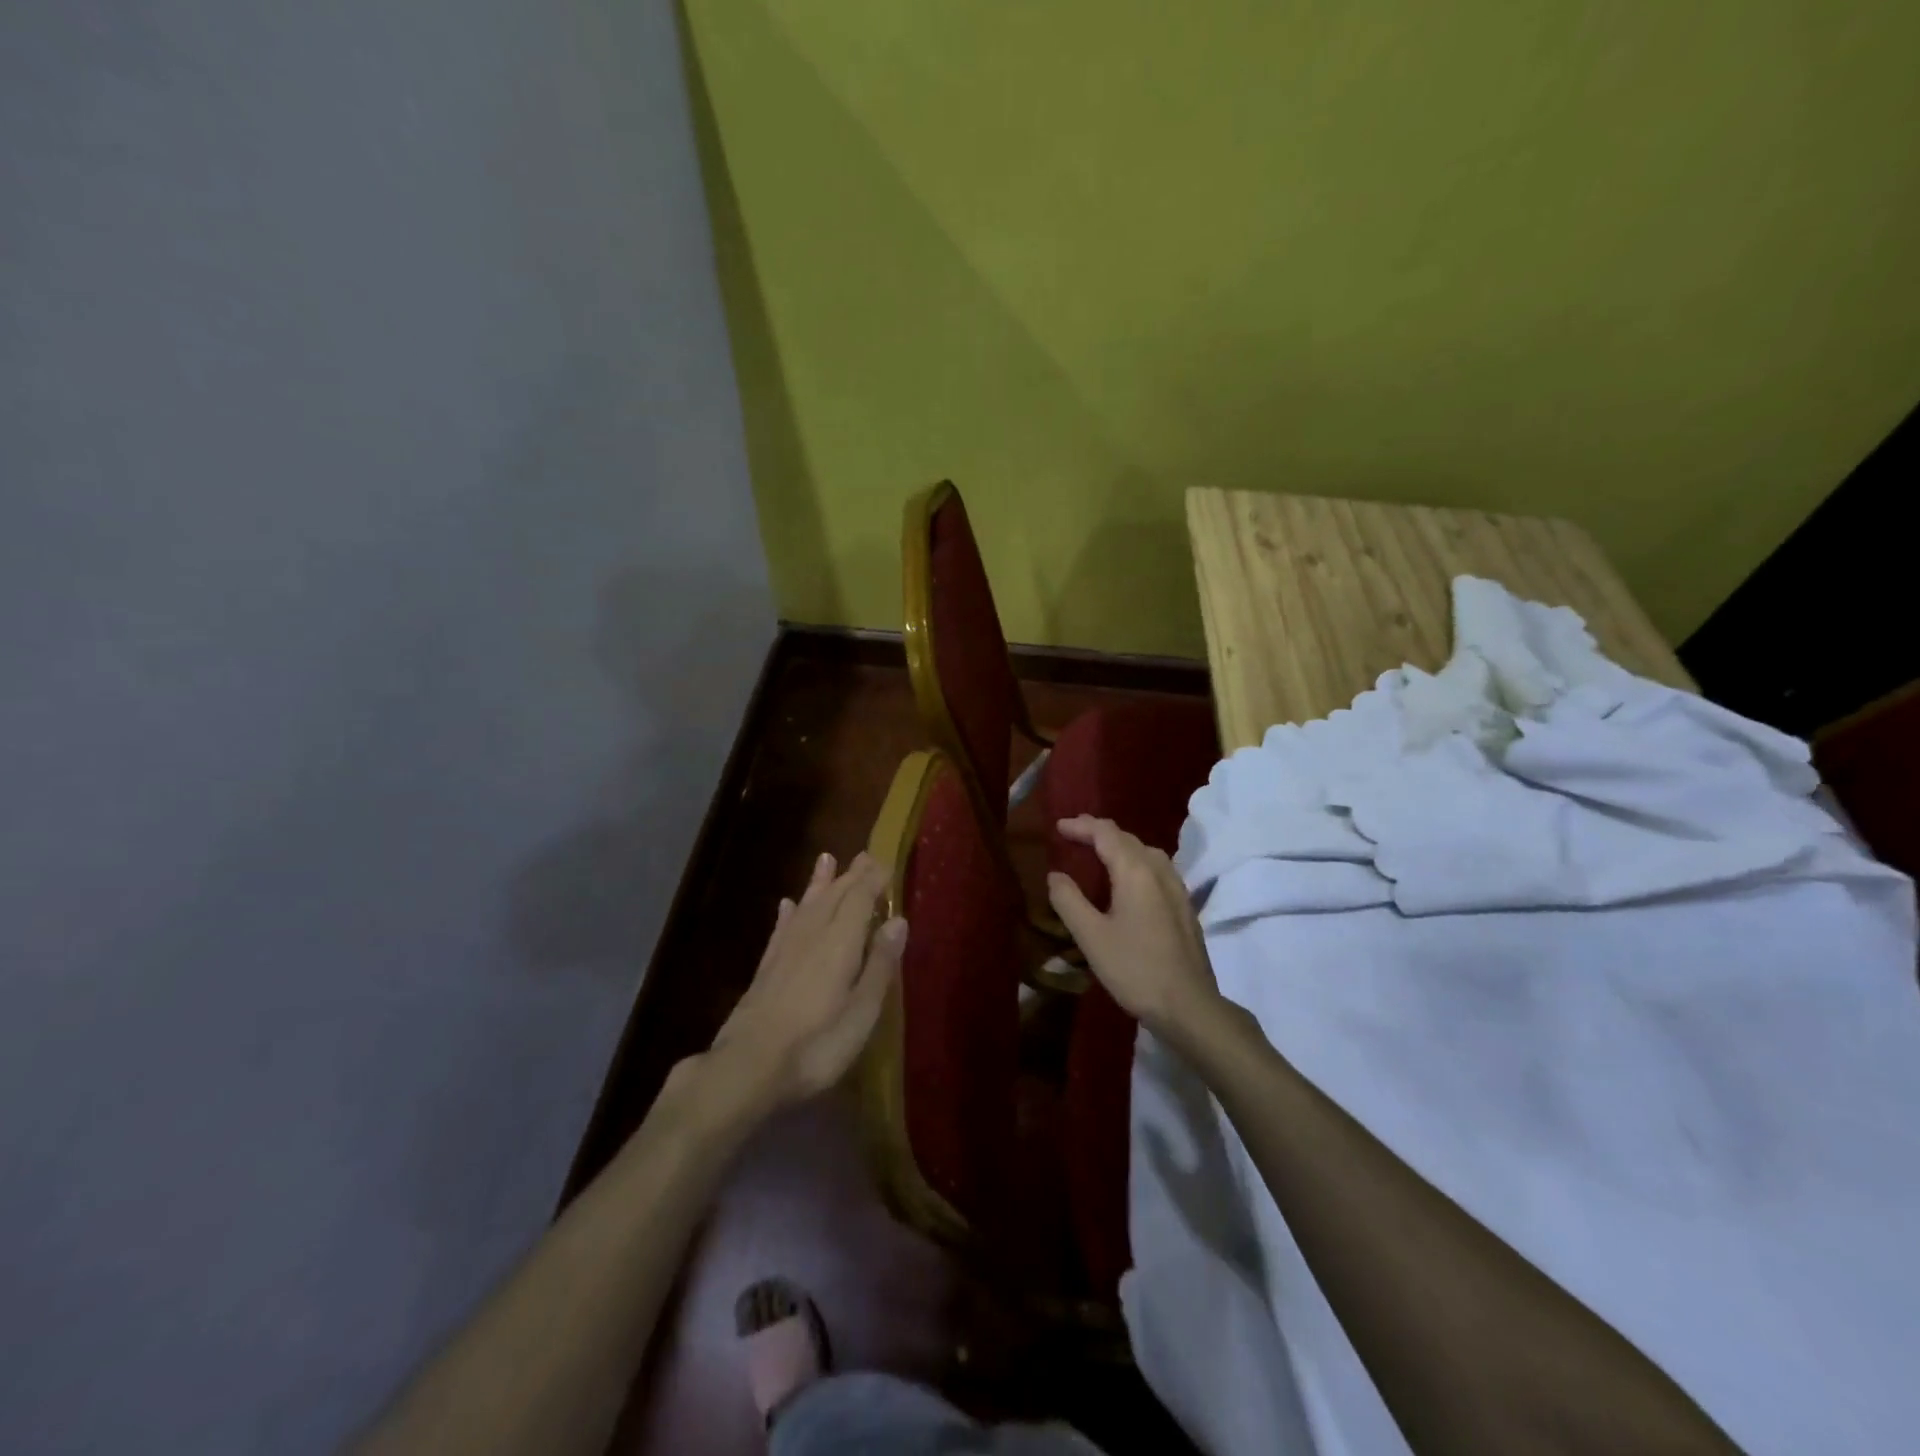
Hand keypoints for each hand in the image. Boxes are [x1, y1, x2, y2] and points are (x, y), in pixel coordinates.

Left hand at [708, 850, 905, 1108]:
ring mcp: (785, 950)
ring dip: (819, 882)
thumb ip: (880, 964)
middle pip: (834, 896)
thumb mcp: (862, 1012)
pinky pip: (782, 928)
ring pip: (807, 905)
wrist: (748, 1067)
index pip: (860, 898)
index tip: (886, 864)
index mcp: (840, 943)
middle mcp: (812, 935)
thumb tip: (898, 920)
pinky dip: (789, 912)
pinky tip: (788, 905)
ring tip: (826, 859)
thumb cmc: (817, 1045)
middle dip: (851, 875)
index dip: (874, 880)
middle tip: (864, 856)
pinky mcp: (766, 968)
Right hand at [1046, 816, 1220, 1038]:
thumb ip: (1069, 900)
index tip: (1058, 828)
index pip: (1105, 833)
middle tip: (1073, 835)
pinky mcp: (1185, 907)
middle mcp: (1159, 871)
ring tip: (1098, 854)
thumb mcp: (1091, 936)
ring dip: (1120, 846)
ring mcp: (1177, 888)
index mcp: (1135, 871)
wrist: (1189, 1005)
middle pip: (1127, 838)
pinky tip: (1129, 882)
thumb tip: (1055, 875)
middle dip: (1099, 832)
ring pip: (1146, 852)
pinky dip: (1136, 862)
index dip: (1081, 826)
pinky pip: (1157, 869)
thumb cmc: (1135, 968)